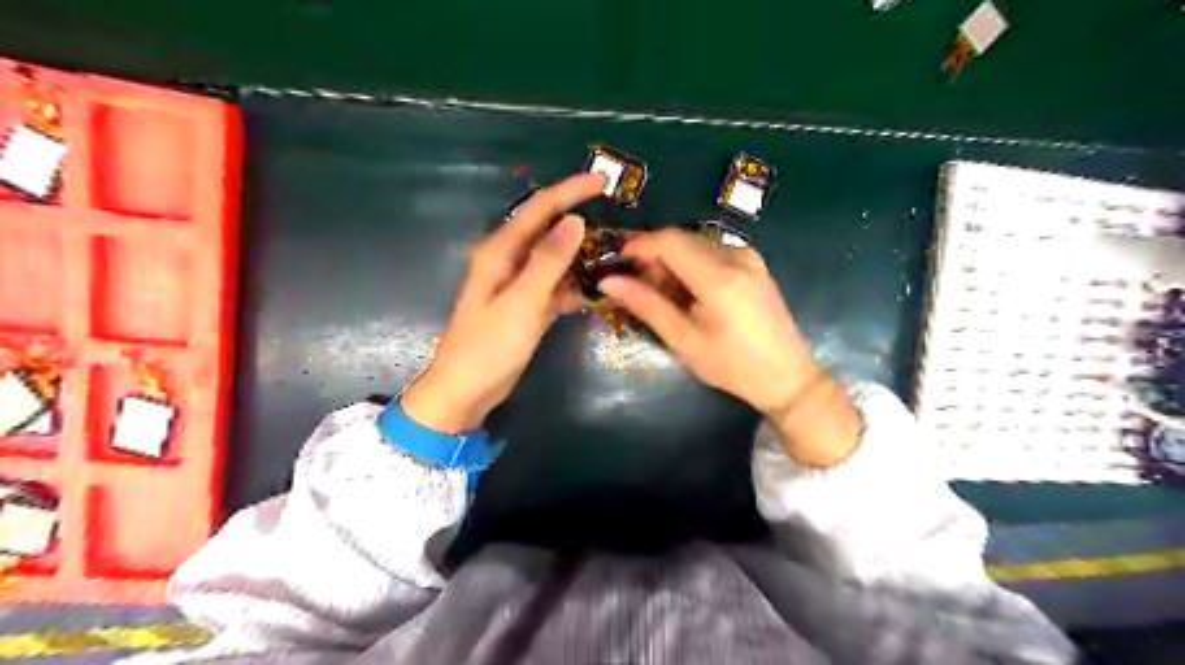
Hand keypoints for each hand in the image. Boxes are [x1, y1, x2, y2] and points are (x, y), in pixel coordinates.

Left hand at [403, 171, 603, 429]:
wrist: (467, 390)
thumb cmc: (489, 346)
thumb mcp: (522, 301)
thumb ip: (548, 261)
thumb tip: (575, 221)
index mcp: (500, 252)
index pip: (539, 209)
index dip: (570, 191)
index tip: (602, 182)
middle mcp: (509, 261)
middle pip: (548, 230)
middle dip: (579, 220)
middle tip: (615, 220)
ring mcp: (519, 285)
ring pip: (555, 260)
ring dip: (581, 257)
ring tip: (614, 255)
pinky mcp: (527, 307)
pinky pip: (555, 286)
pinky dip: (575, 286)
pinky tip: (597, 291)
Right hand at [602, 229, 862, 468]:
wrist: (787, 377)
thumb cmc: (732, 366)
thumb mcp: (684, 340)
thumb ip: (646, 305)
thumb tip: (608, 282)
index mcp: (719, 277)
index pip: (669, 241)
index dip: (638, 246)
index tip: (616, 264)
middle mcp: (737, 256)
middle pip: (681, 239)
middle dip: (653, 256)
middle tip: (636, 286)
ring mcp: (749, 257)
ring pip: (695, 244)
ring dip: (672, 262)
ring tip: (662, 295)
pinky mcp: (754, 263)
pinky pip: (712, 252)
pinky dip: (691, 265)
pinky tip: (687, 292)